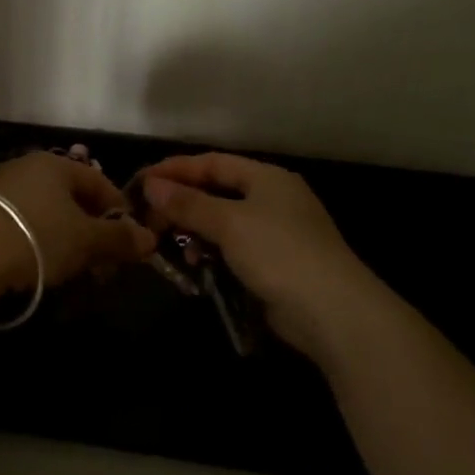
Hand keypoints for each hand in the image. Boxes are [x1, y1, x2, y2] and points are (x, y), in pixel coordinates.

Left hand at [0, 150, 155, 289]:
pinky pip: (21, 224)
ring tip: (74, 271)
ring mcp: (0, 189)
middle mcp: (26, 168)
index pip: (98, 181)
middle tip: (103, 264)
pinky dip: (38, 243)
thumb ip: (119, 239)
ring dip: (66, 240)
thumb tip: (150, 239)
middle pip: (71, 198)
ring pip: (46, 213)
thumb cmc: (36, 236)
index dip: (119, 211)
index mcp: (55, 164)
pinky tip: (39, 267)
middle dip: (92, 231)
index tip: (130, 241)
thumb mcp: (86, 240)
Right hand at [140, 152, 391, 367]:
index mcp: (267, 178)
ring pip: (222, 223)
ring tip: (168, 244)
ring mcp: (276, 233)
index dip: (175, 169)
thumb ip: (188, 203)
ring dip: (194, 231)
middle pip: (216, 192)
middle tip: (148, 217)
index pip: (213, 163)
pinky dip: (212, 254)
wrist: (333, 312)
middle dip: (181, 203)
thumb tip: (151, 185)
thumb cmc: (279, 252)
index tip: (141, 179)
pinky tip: (196, 267)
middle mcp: (273, 199)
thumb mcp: (228, 223)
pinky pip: (233, 250)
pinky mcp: (275, 265)